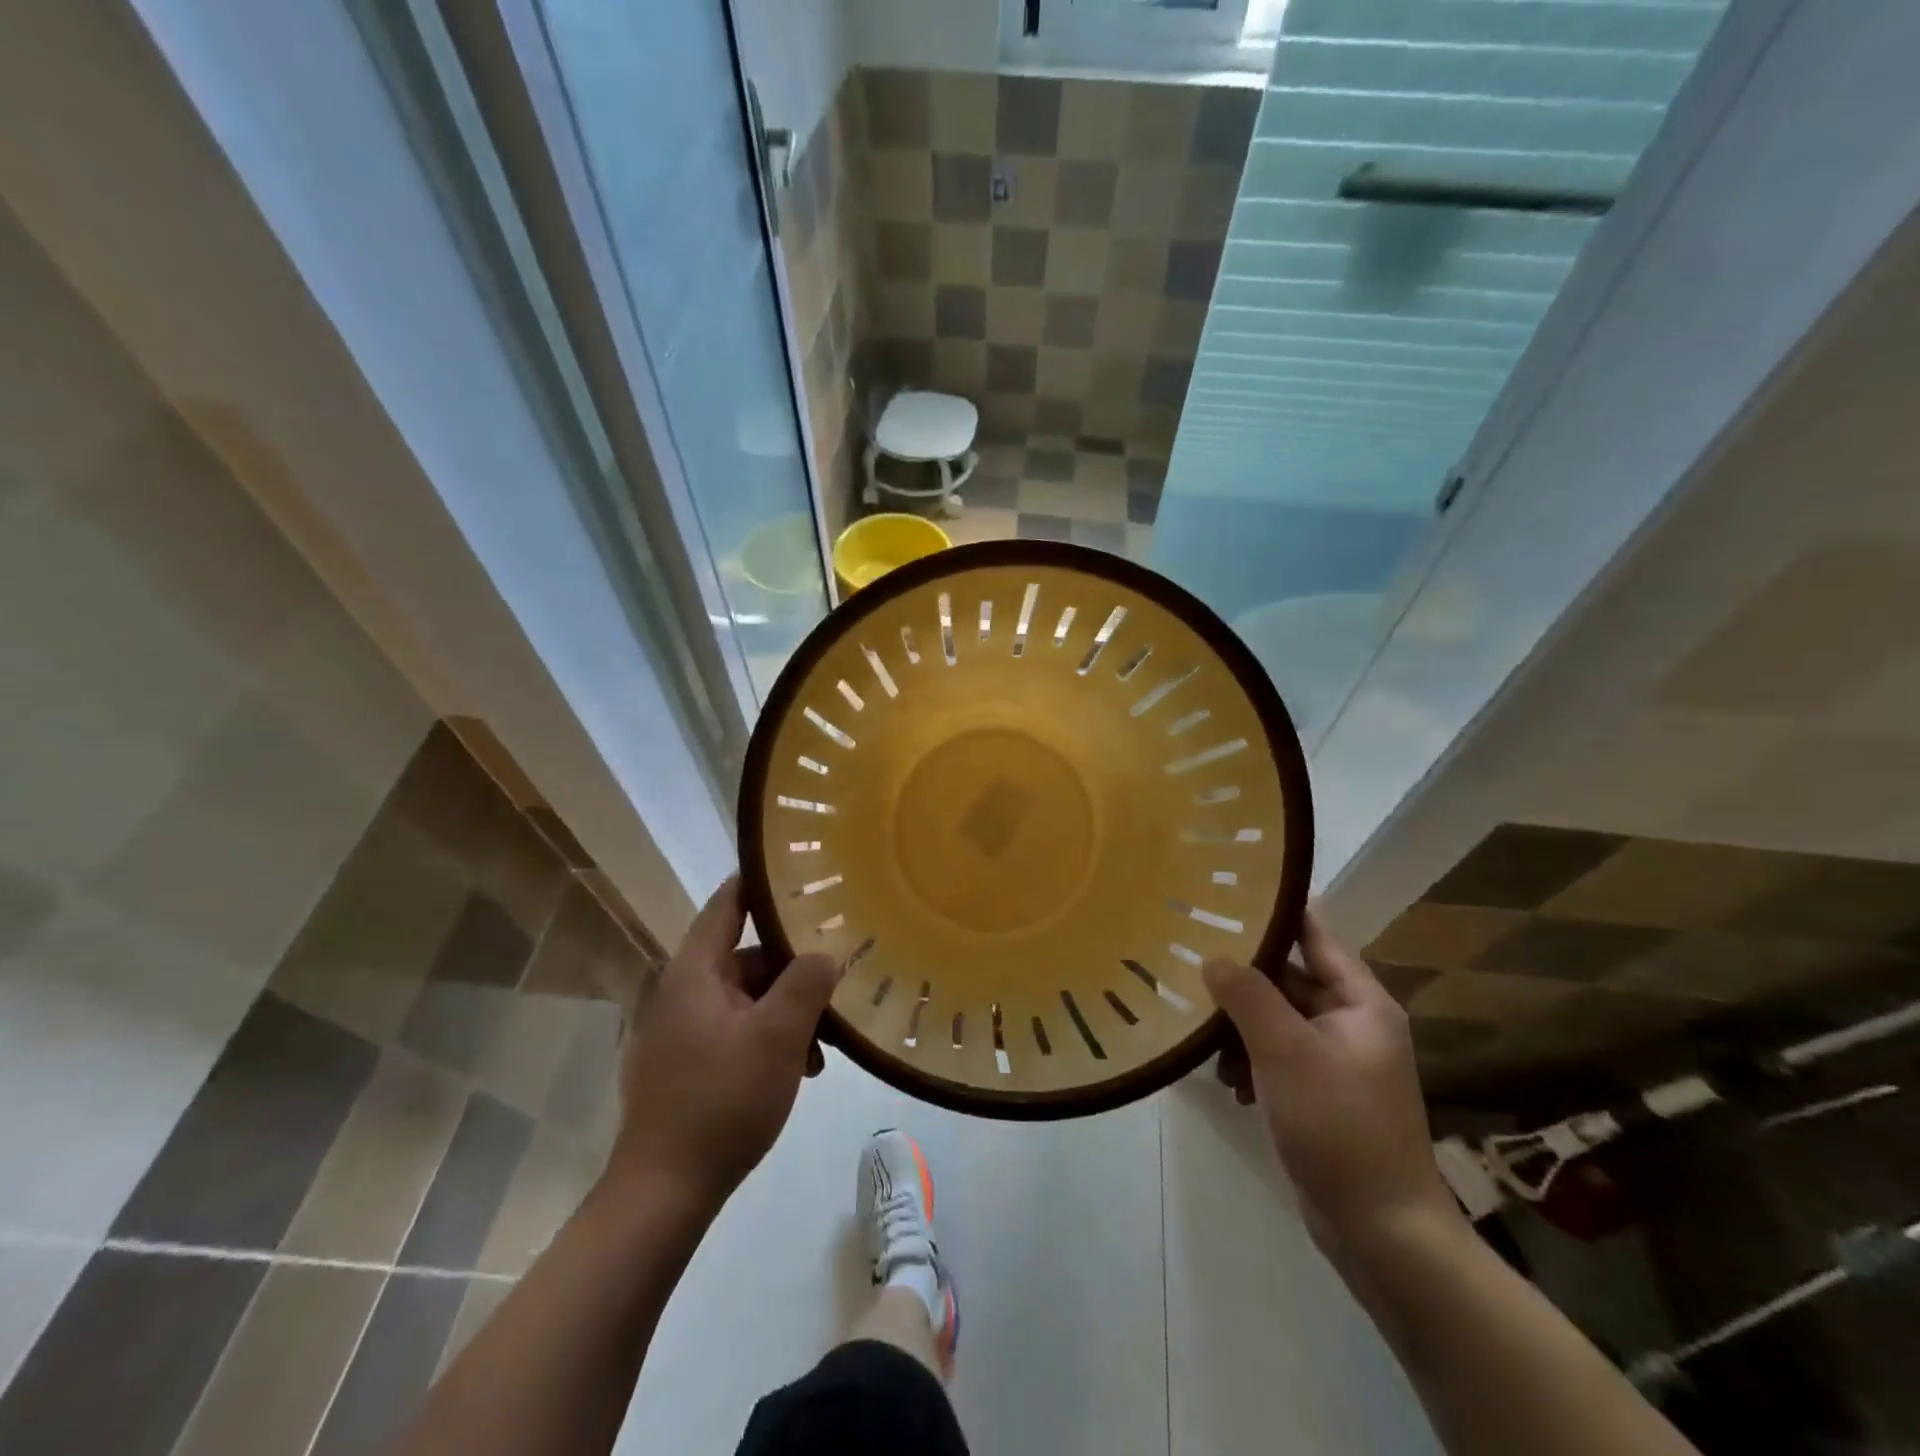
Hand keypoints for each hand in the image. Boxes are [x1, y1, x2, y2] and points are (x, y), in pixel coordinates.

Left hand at [609, 875, 841, 1206]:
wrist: (664, 1194)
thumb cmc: (721, 1100)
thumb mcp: (778, 1036)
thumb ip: (807, 983)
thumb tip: (825, 953)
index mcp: (696, 972)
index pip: (729, 902)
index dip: (762, 881)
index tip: (802, 870)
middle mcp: (684, 992)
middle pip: (748, 956)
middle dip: (795, 969)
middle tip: (837, 981)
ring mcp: (683, 1030)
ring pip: (749, 998)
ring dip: (788, 1012)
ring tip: (824, 1046)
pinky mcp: (688, 1065)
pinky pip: (738, 1031)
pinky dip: (770, 1039)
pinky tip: (801, 1069)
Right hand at [1205, 910, 1460, 1267]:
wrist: (1382, 1231)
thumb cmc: (1339, 1126)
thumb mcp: (1286, 1051)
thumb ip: (1247, 996)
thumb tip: (1213, 958)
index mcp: (1361, 1002)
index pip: (1313, 936)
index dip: (1273, 913)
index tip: (1223, 897)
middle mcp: (1353, 1023)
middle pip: (1288, 980)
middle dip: (1242, 981)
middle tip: (1191, 967)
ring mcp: (1337, 1061)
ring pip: (1276, 1020)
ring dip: (1240, 1028)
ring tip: (1207, 1045)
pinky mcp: (1321, 1094)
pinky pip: (1278, 1057)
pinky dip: (1252, 1063)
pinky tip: (1229, 1085)